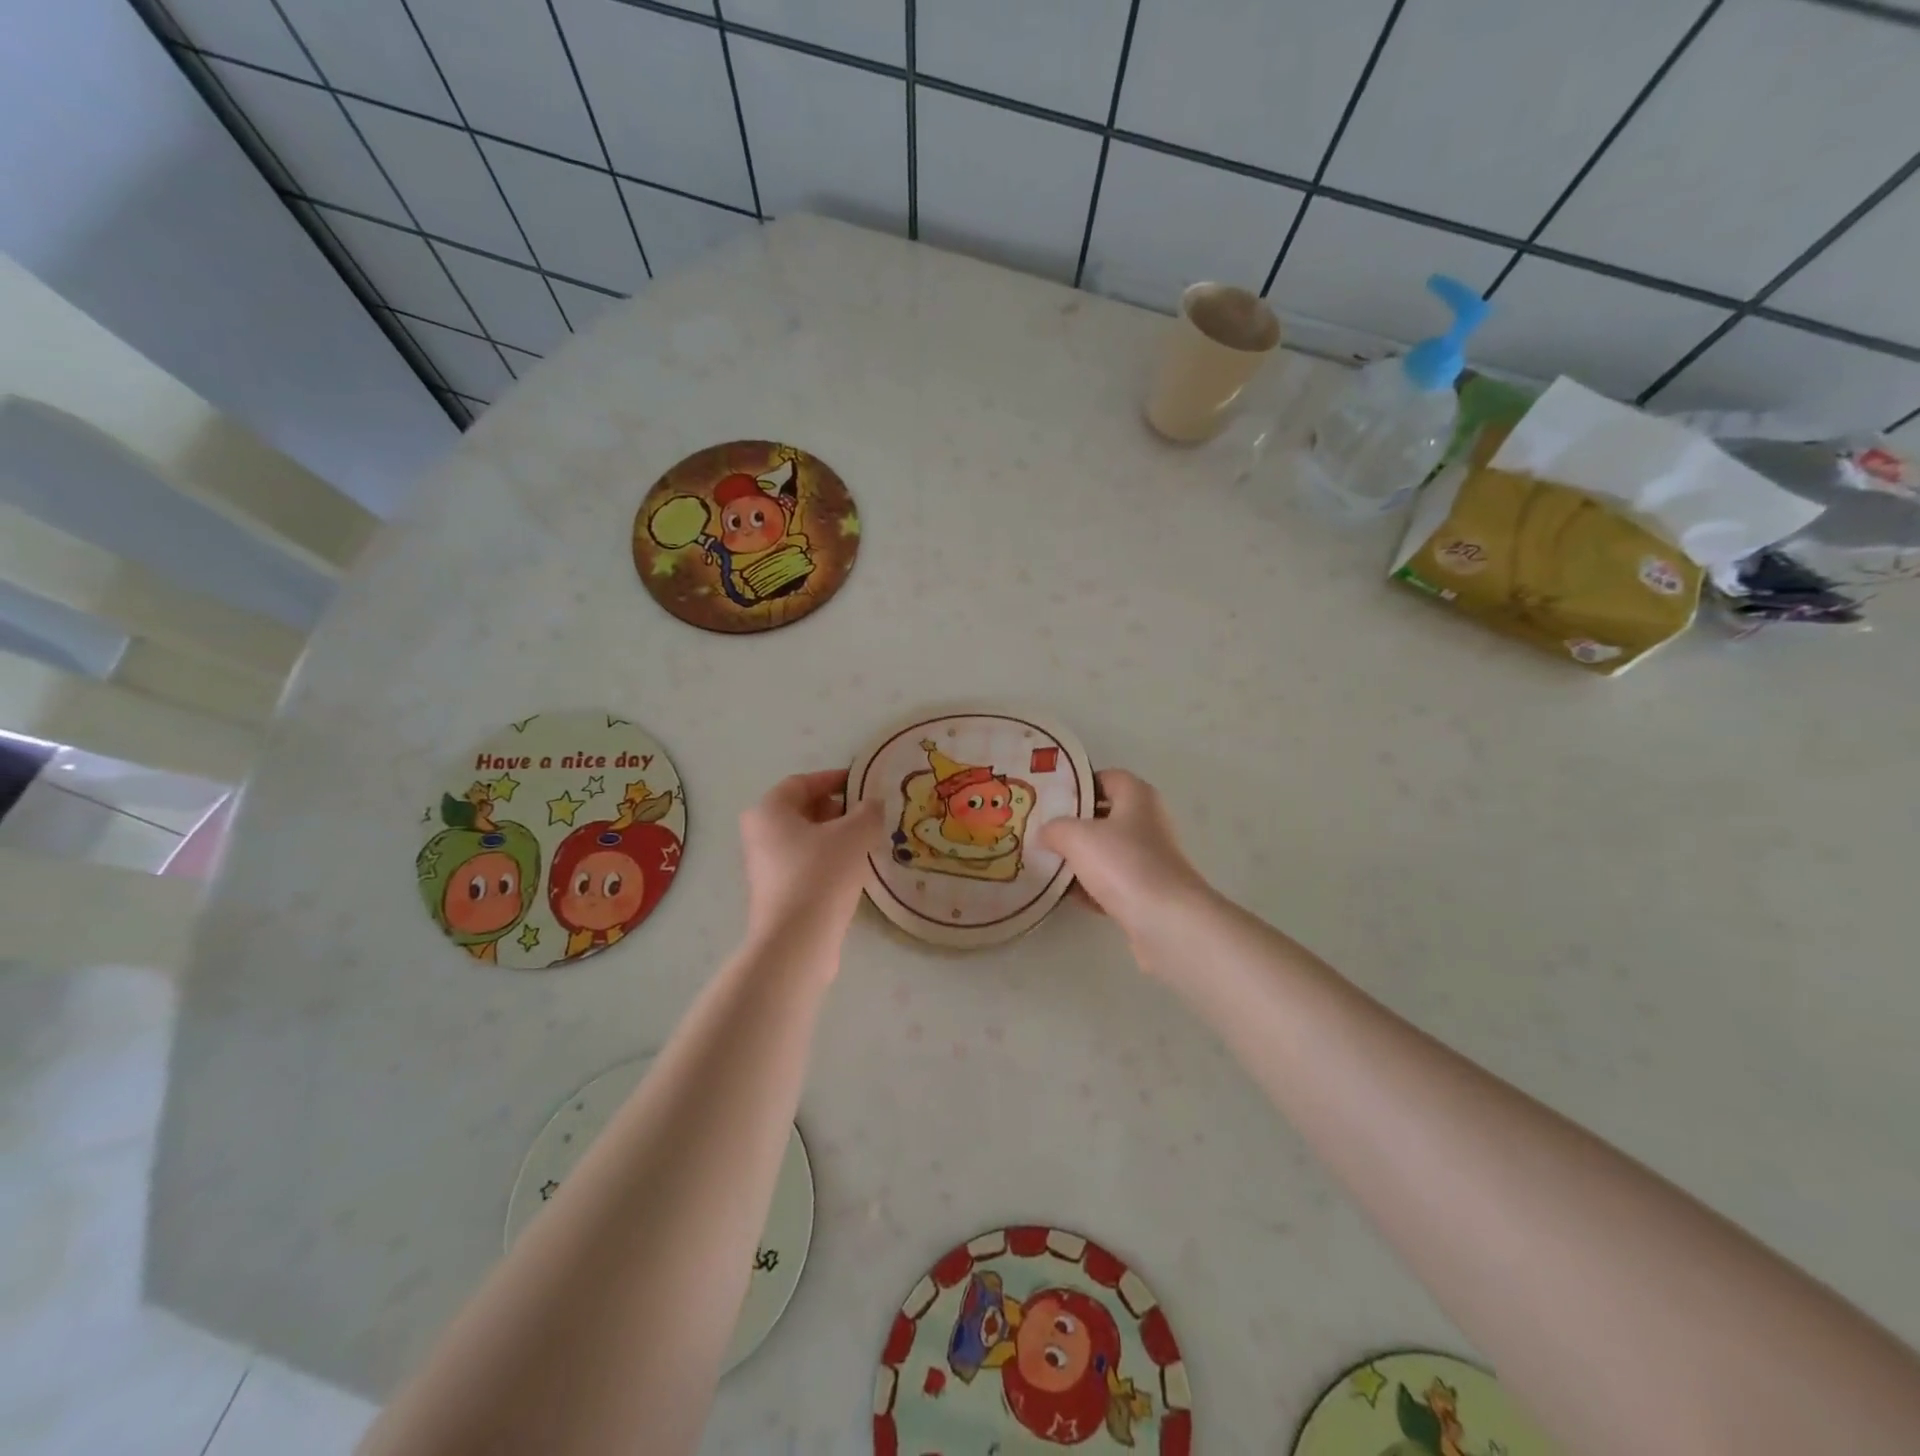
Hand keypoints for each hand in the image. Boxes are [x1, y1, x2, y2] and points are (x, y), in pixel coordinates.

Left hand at [739, 769, 882, 952]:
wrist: (797, 941)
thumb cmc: (821, 874)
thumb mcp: (854, 834)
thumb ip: (868, 812)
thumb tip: (872, 805)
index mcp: (768, 811)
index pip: (802, 782)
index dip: (834, 779)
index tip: (862, 784)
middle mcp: (759, 835)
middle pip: (801, 811)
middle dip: (836, 809)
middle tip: (867, 815)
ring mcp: (764, 867)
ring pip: (804, 840)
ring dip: (834, 837)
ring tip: (866, 843)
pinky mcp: (776, 894)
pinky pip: (804, 865)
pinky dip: (827, 861)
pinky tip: (853, 871)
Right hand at [1039, 770, 1211, 940]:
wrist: (1166, 921)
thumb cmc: (1123, 863)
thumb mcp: (1076, 836)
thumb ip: (1055, 828)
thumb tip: (1045, 833)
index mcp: (1138, 797)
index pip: (1107, 777)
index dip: (1079, 784)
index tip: (1051, 796)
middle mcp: (1149, 822)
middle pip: (1105, 816)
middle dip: (1075, 824)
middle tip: (1042, 831)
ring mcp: (1151, 859)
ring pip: (1108, 852)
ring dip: (1080, 859)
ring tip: (1047, 863)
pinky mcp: (1148, 892)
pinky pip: (1113, 882)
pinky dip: (1092, 887)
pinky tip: (1067, 895)